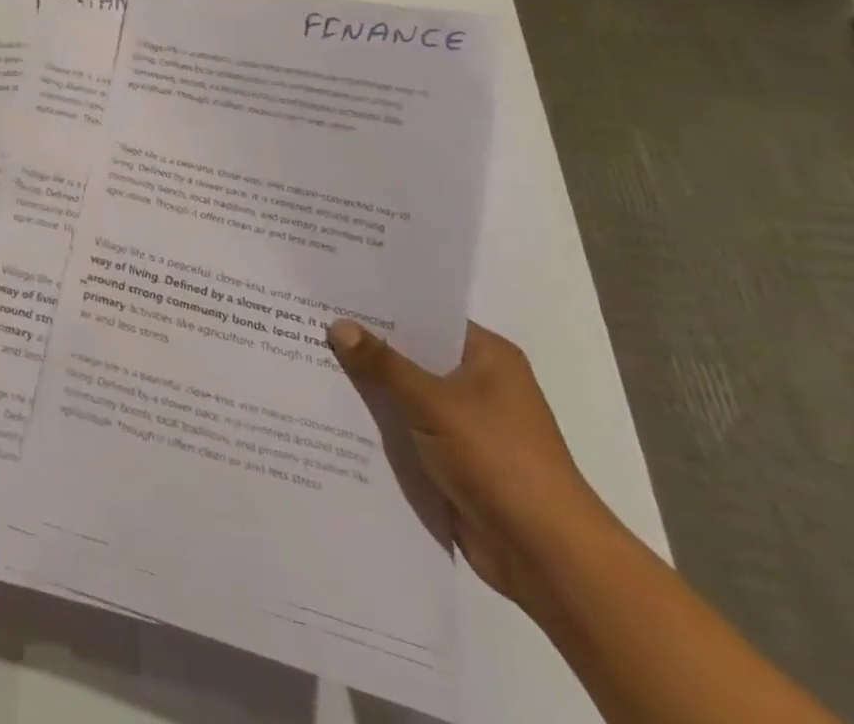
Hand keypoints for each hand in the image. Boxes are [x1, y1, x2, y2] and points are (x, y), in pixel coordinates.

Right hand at [326, 318, 616, 602]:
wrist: (547, 557)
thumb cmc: (499, 461)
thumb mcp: (433, 403)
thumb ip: (383, 364)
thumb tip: (337, 325)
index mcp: (488, 357)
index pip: (426, 317)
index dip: (381, 306)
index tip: (333, 294)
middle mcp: (478, 383)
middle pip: (411, 355)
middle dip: (366, 347)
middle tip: (308, 324)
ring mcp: (465, 424)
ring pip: (404, 394)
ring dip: (368, 388)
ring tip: (306, 362)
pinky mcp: (451, 460)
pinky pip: (405, 430)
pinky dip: (377, 424)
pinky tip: (330, 412)